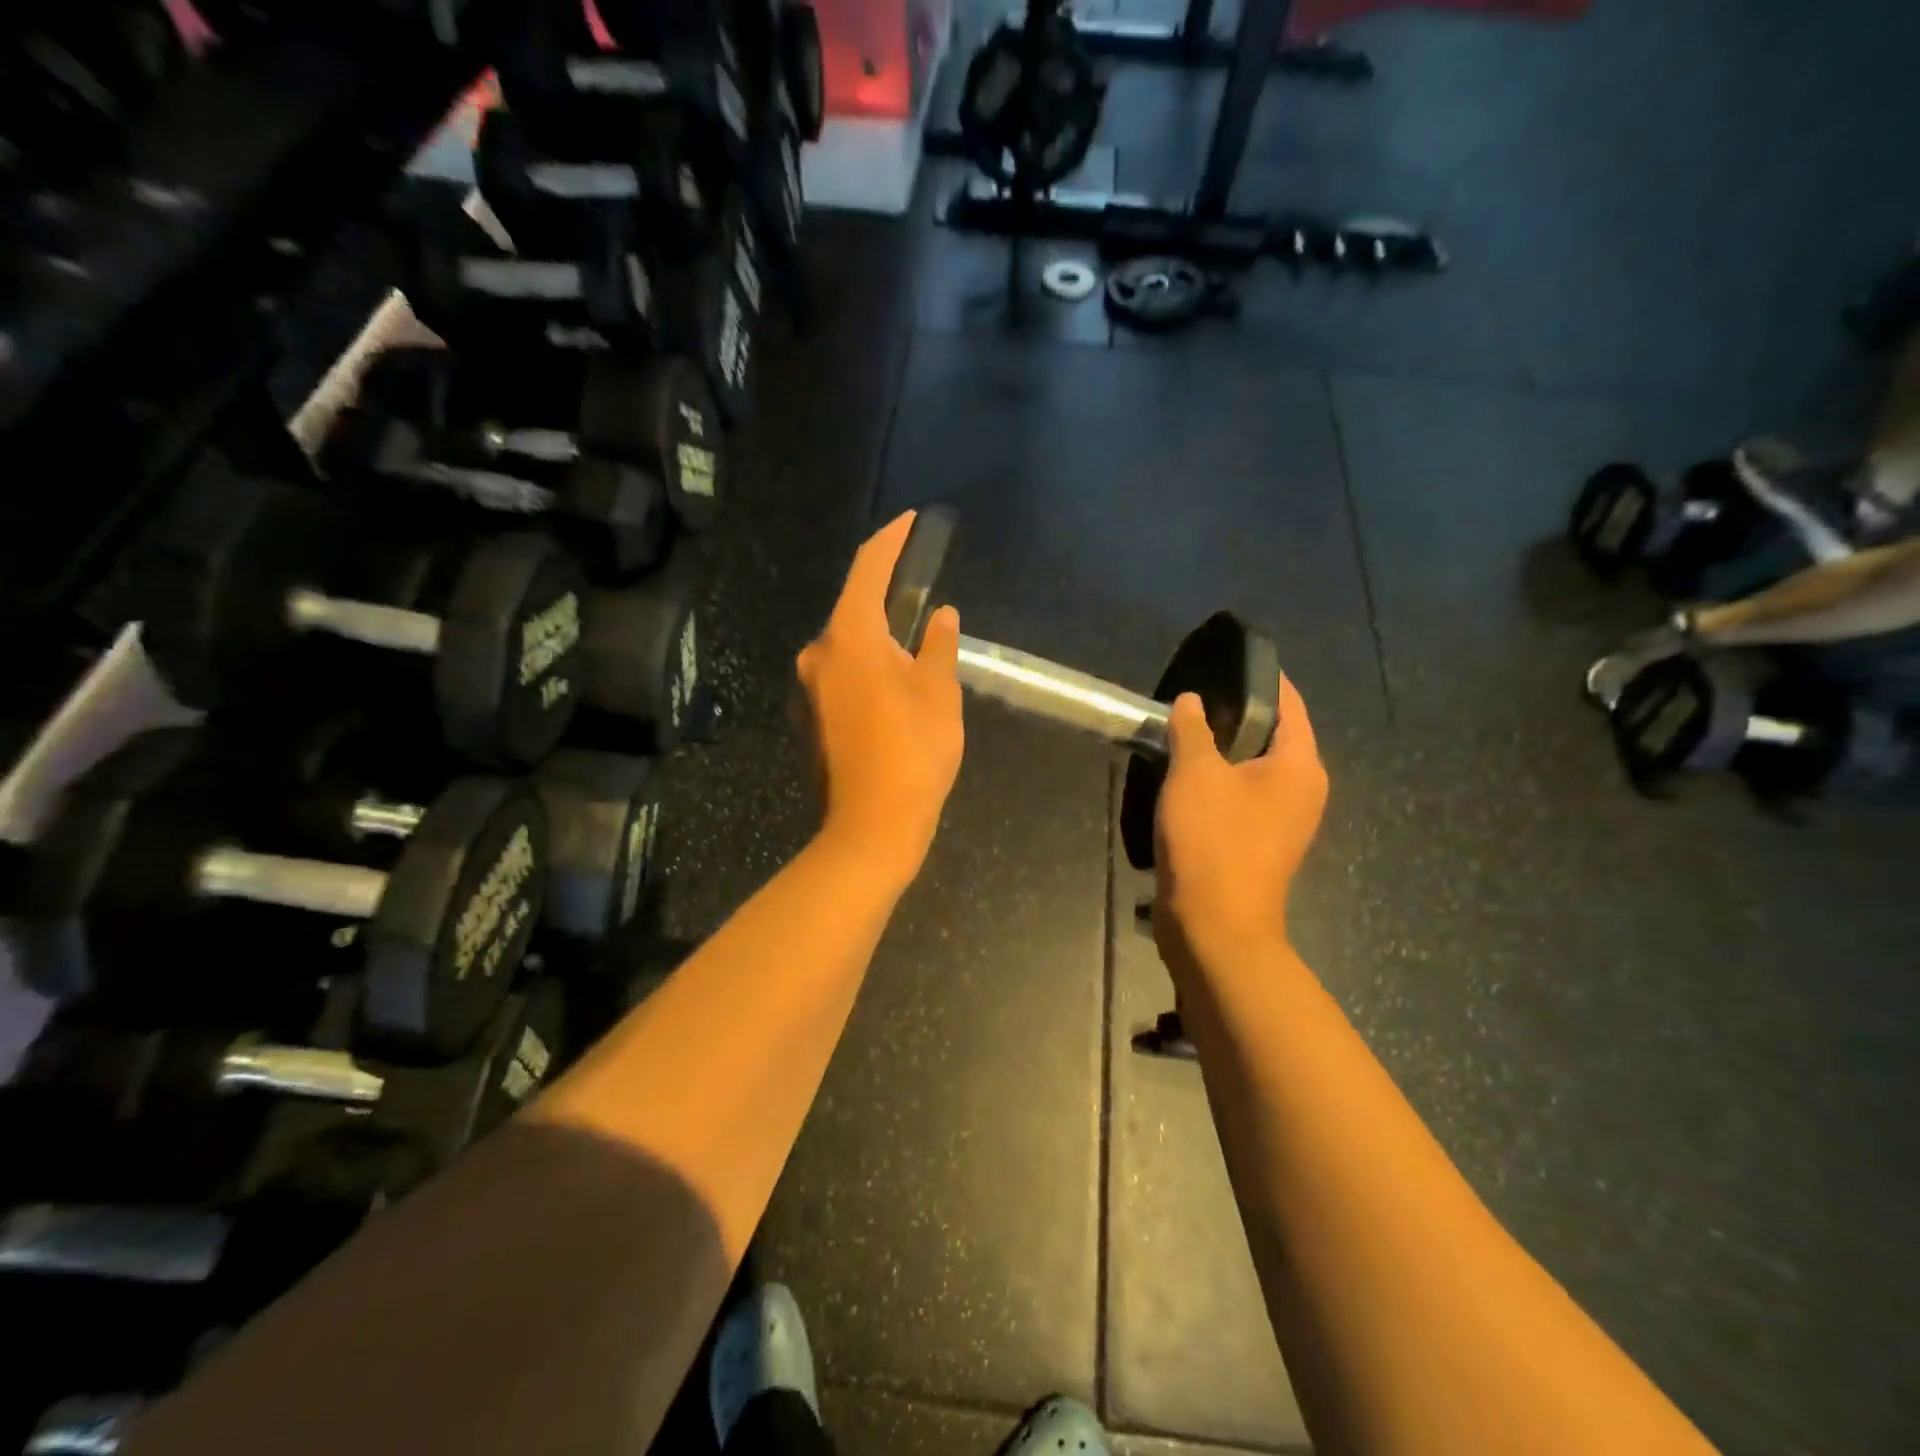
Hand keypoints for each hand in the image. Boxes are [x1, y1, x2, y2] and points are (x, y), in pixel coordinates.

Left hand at [798, 512, 963, 885]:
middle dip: (886, 595)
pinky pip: (843, 673)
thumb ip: (939, 645)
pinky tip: (894, 685)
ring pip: (848, 644)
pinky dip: (868, 666)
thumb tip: (942, 616)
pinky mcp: (812, 715)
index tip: (909, 520)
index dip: (890, 539)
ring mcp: (810, 687)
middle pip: (853, 608)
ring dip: (879, 636)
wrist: (873, 823)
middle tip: (922, 593)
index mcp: (851, 636)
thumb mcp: (939, 691)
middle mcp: (819, 653)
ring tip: (915, 645)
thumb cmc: (914, 750)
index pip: (868, 568)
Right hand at [1153, 673, 1326, 973]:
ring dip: (1224, 750)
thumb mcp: (1194, 774)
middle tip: (1194, 698)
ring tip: (1185, 731)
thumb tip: (1192, 701)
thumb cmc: (1212, 841)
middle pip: (1274, 735)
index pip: (1290, 703)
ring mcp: (1285, 820)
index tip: (1227, 662)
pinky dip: (1222, 780)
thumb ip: (1193, 729)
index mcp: (1300, 765)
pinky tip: (1187, 776)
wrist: (1214, 924)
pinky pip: (1245, 795)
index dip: (1262, 678)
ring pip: (1256, 768)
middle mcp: (1303, 789)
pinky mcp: (1262, 842)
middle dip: (1236, 714)